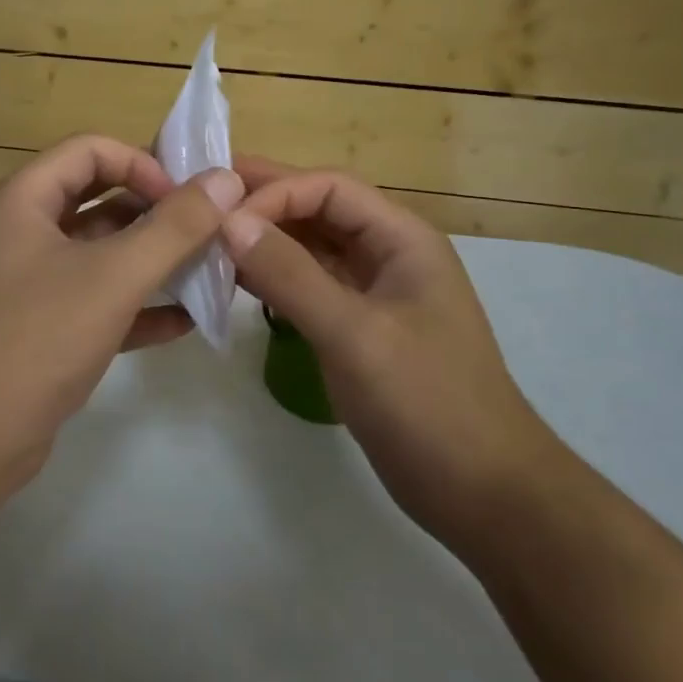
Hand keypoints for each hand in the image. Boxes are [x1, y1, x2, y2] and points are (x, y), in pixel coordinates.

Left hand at [0, 135, 242, 506]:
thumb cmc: (35, 340)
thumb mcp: (113, 277)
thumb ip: (175, 227)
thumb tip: (225, 180)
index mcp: (24, 201)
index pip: (91, 150)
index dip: (143, 165)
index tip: (187, 201)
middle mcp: (24, 232)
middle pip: (100, 199)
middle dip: (156, 213)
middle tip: (211, 232)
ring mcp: (31, 283)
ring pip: (102, 254)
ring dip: (153, 260)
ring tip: (210, 273)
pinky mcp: (42, 330)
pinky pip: (98, 302)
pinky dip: (138, 307)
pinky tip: (185, 322)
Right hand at [221, 158, 561, 542]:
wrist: (482, 493)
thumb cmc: (427, 403)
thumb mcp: (354, 335)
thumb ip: (290, 275)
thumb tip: (228, 221)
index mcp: (402, 239)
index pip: (329, 188)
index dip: (274, 192)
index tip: (221, 219)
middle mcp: (387, 255)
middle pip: (318, 210)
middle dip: (263, 204)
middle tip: (199, 202)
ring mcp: (373, 293)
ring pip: (311, 248)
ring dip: (264, 241)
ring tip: (208, 240)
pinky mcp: (357, 328)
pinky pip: (309, 286)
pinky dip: (274, 279)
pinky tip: (237, 282)